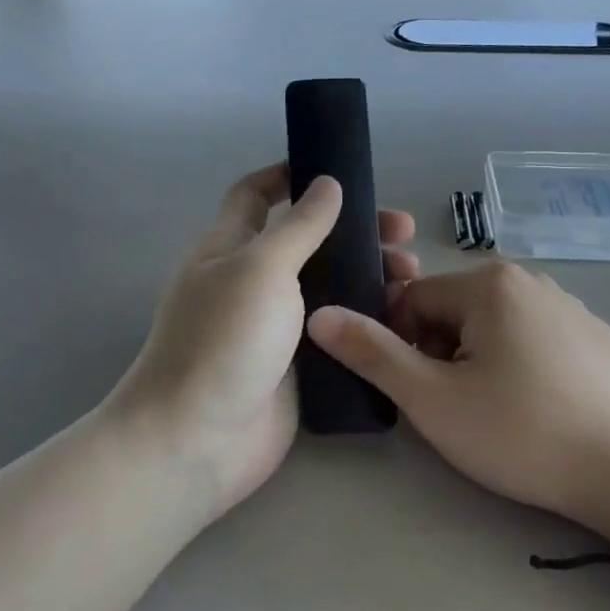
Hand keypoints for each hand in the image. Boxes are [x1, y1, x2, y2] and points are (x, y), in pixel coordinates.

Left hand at [110, 164, 417, 519]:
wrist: (198, 441)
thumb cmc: (223, 341)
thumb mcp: (261, 269)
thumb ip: (299, 227)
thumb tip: (328, 183)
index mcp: (231, 248)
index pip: (255, 195)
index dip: (288, 175)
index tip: (337, 169)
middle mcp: (254, 281)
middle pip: (308, 241)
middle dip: (353, 229)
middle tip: (403, 233)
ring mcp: (277, 326)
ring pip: (329, 287)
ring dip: (368, 274)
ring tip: (411, 277)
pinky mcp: (299, 365)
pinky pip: (337, 330)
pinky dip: (367, 319)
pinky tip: (403, 318)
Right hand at [307, 263, 609, 547]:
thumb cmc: (519, 431)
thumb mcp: (432, 399)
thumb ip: (371, 353)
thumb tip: (319, 315)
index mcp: (488, 283)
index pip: (413, 299)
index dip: (401, 345)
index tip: (417, 390)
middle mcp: (529, 280)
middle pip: (453, 309)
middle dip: (439, 352)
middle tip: (453, 406)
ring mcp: (569, 306)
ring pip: (493, 325)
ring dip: (476, 359)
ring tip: (493, 411)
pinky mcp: (595, 337)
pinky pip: (533, 338)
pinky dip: (518, 364)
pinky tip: (534, 407)